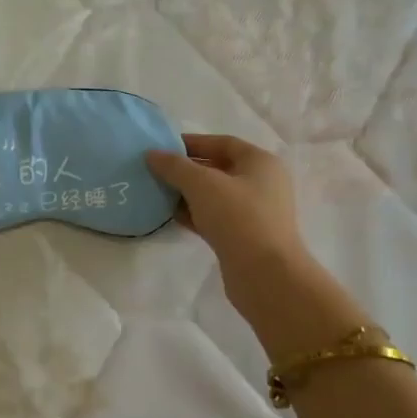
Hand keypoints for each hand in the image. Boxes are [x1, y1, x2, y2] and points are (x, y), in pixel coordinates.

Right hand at [146, 134, 310, 307]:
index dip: (192, 143)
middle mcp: (263, 184)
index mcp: (261, 162)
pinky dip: (195, 214)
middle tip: (156, 171)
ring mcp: (256, 212)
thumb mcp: (201, 184)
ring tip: (158, 193)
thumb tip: (151, 154)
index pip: (222, 143)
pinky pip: (216, 218)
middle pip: (219, 169)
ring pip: (216, 196)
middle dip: (187, 170)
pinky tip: (172, 216)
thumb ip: (174, 166)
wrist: (264, 275)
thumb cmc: (237, 217)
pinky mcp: (246, 237)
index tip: (163, 148)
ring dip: (188, 194)